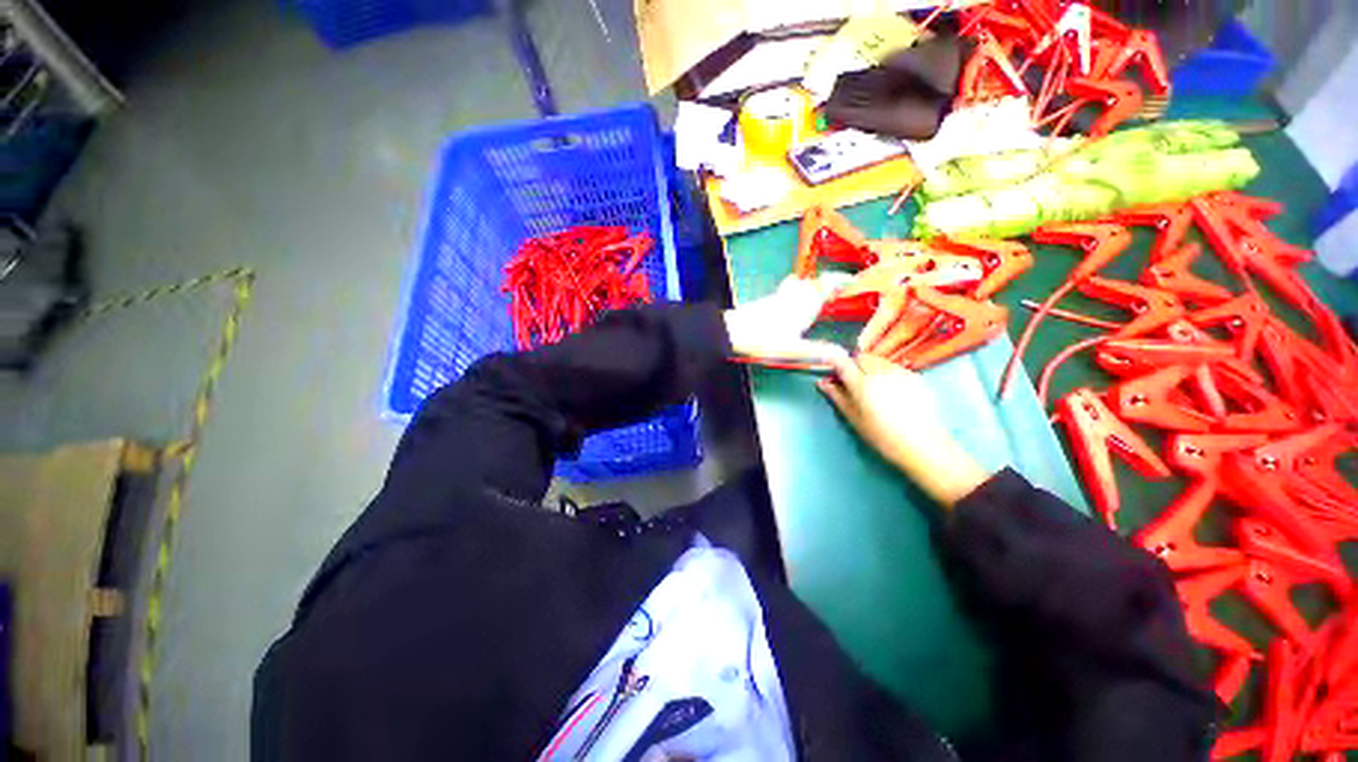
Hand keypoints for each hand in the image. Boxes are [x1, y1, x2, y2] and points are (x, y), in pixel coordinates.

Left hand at [724, 274, 852, 364]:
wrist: (729, 332)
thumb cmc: (762, 339)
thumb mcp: (793, 350)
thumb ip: (818, 352)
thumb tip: (844, 356)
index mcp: (804, 304)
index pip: (827, 284)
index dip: (841, 280)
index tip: (854, 280)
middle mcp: (793, 296)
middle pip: (813, 282)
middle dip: (827, 284)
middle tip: (839, 293)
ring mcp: (778, 297)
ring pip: (799, 285)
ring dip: (810, 287)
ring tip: (819, 299)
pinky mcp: (766, 302)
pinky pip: (787, 292)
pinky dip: (796, 294)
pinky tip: (794, 309)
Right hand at [819, 354, 991, 506]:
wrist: (924, 446)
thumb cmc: (882, 437)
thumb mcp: (854, 419)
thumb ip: (838, 397)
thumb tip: (822, 382)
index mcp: (862, 384)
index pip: (842, 362)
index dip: (834, 363)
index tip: (832, 372)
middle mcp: (881, 372)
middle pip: (861, 357)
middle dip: (853, 365)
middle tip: (852, 382)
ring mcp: (900, 372)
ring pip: (878, 360)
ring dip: (869, 367)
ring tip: (872, 386)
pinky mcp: (915, 376)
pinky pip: (894, 367)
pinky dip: (886, 372)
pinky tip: (890, 390)